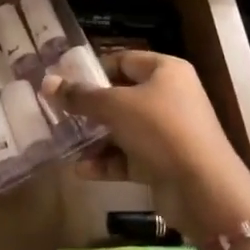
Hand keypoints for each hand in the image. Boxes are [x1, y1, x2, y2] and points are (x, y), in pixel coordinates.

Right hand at [43, 52, 249, 249]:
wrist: (203, 188)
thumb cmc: (160, 130)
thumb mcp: (115, 107)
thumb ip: (80, 96)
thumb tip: (47, 82)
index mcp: (165, 71)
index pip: (122, 61)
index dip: (93, 70)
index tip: (63, 81)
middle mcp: (169, 96)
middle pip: (120, 96)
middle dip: (89, 108)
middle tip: (57, 113)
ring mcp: (168, 131)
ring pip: (122, 129)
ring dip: (94, 138)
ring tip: (65, 144)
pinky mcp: (164, 162)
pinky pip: (129, 156)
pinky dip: (107, 162)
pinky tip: (82, 170)